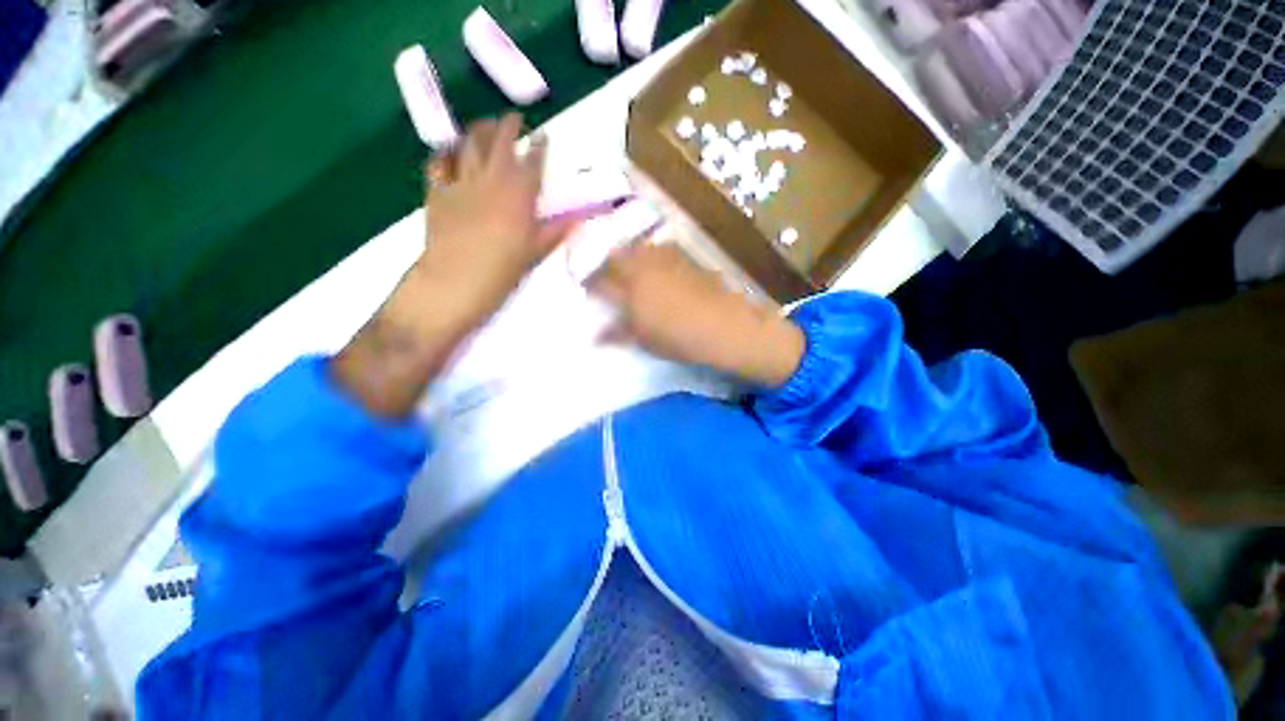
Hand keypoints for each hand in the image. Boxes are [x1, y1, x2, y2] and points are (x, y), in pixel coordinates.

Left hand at [332, 115, 574, 417]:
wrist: (455, 282)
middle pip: (499, 142)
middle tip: (513, 119)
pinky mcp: (438, 192)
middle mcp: (490, 179)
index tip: (544, 136)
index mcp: (519, 195)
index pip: (532, 161)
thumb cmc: (502, 271)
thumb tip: (579, 219)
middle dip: (508, 125)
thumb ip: (555, 231)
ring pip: (467, 144)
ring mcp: (460, 182)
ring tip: (484, 126)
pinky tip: (450, 153)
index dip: (540, 147)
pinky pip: (439, 164)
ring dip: (478, 131)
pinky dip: (445, 154)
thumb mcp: (535, 252)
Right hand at [588, 242, 804, 387]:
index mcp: (628, 286)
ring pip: (637, 250)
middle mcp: (643, 265)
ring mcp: (665, 258)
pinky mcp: (684, 258)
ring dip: (628, 260)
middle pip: (616, 257)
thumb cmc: (679, 337)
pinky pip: (658, 252)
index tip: (588, 292)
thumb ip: (617, 334)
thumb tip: (595, 336)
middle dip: (607, 267)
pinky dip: (650, 260)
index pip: (599, 280)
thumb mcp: (644, 340)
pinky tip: (658, 273)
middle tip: (608, 282)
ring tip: (631, 275)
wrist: (724, 325)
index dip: (590, 285)